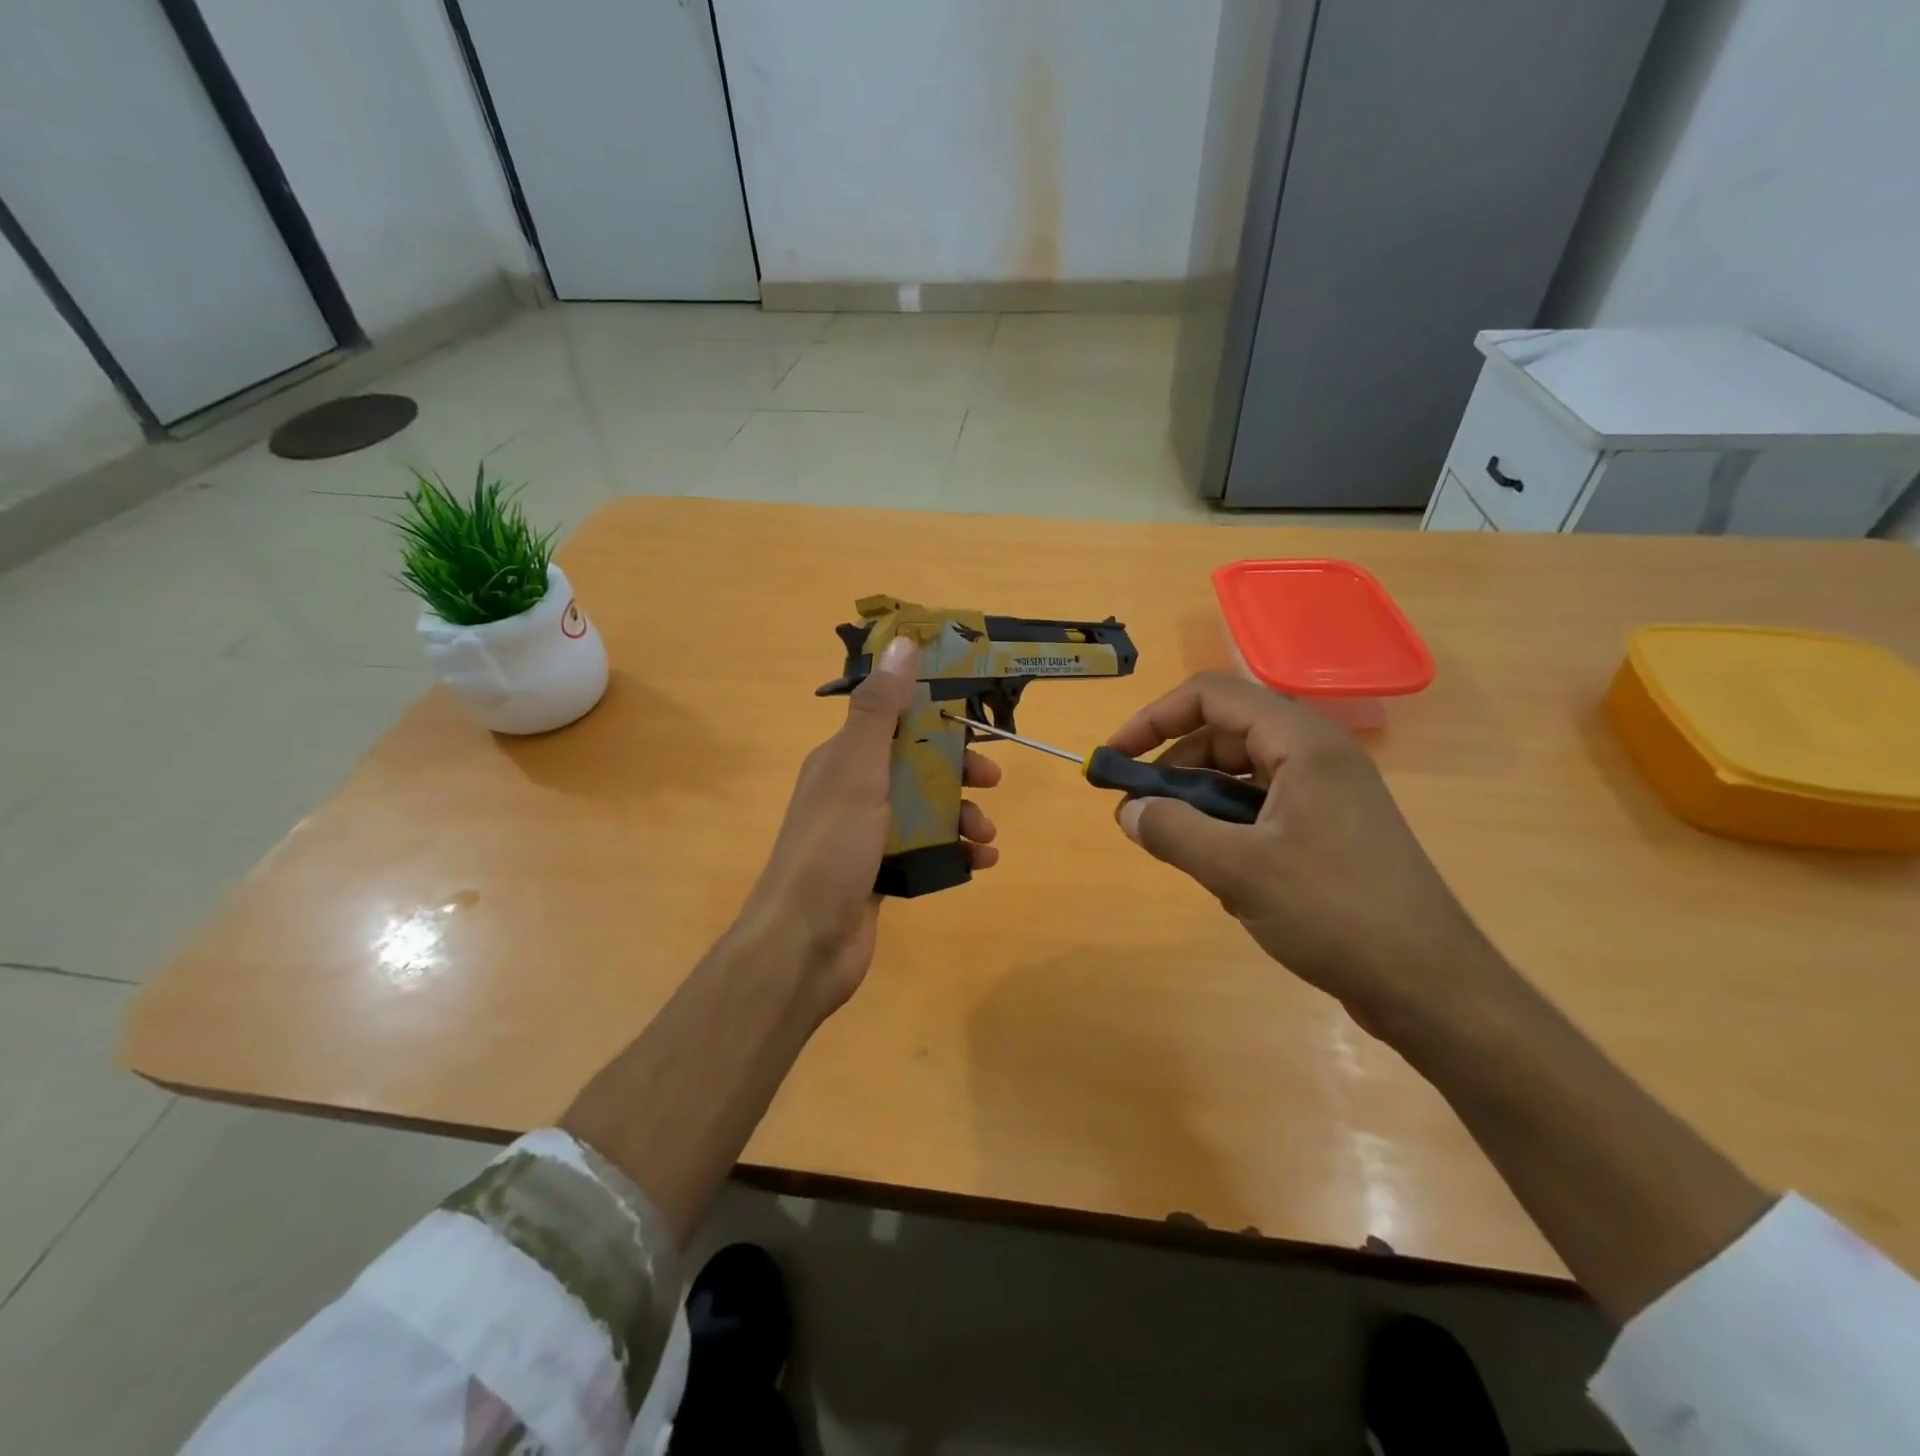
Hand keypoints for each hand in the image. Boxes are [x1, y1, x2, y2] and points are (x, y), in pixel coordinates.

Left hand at [735, 637, 1001, 1014]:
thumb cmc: (831, 849)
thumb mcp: (858, 769)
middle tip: (991, 780)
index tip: (977, 719)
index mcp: (842, 759)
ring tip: (986, 835)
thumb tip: (902, 641)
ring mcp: (866, 836)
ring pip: (925, 810)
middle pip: (916, 765)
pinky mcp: (879, 874)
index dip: (936, 716)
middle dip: (957, 769)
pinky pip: (925, 851)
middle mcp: (852, 791)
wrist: (803, 946)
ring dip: (961, 815)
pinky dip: (953, 851)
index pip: (895, 720)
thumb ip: (881, 709)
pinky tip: (980, 862)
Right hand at [1105, 672, 1502, 1034]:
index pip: (1211, 696)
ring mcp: (1326, 793)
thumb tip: (1127, 811)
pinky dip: (1228, 830)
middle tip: (1138, 812)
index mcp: (1301, 742)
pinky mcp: (1329, 830)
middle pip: (1223, 733)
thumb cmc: (1335, 912)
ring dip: (1198, 804)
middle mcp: (1315, 755)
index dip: (1153, 718)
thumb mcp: (1239, 870)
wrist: (1431, 987)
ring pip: (1240, 775)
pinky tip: (1224, 879)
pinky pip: (1261, 809)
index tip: (1116, 758)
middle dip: (1172, 768)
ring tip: (1180, 850)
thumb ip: (1172, 831)